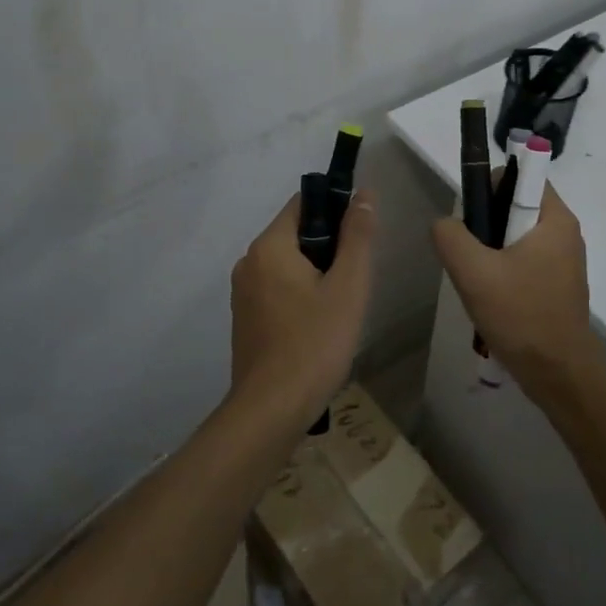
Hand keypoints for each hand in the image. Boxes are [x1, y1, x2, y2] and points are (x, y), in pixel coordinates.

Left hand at [229, 189, 375, 427]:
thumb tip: (364, 194)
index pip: (303, 203)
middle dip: (329, 247)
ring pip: (287, 265)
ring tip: (341, 305)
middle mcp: (248, 262)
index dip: (336, 210)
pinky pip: (276, 290)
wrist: (271, 411)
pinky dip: (299, 295)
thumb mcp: (348, 286)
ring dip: (316, 274)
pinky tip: (319, 325)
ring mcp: (242, 293)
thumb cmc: (314, 344)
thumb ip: (357, 236)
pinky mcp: (244, 320)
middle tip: (356, 278)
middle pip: (295, 234)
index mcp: (269, 246)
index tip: (360, 238)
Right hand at [432, 182, 601, 390]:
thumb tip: (445, 223)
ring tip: (478, 282)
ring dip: (492, 253)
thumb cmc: (520, 314)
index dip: (489, 189)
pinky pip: (525, 261)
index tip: (472, 221)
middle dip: (487, 226)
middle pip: (515, 207)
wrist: (559, 374)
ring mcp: (564, 261)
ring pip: (517, 237)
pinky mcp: (558, 284)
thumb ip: (451, 236)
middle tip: (470, 258)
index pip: (520, 177)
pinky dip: (505, 271)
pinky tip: (492, 298)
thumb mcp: (473, 271)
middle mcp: (565, 232)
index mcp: (555, 218)